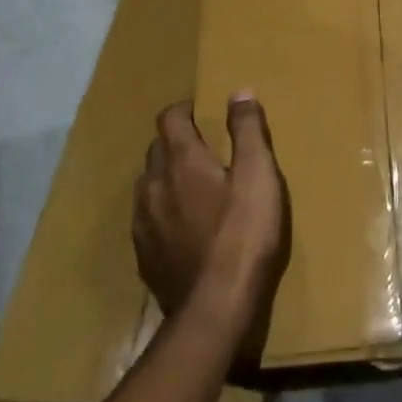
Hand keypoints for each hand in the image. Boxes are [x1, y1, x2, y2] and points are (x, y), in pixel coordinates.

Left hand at [133, 92, 289, 366]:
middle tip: (206, 149)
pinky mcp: (144, 256)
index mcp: (180, 161)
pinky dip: (163, 211)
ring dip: (167, 177)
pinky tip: (184, 227)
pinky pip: (147, 219)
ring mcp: (143, 224)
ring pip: (148, 185)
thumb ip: (247, 130)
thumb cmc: (243, 234)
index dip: (184, 109)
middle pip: (157, 149)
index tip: (204, 112)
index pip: (169, 118)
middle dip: (177, 142)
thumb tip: (239, 92)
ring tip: (195, 187)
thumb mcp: (258, 174)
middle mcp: (153, 185)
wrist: (215, 309)